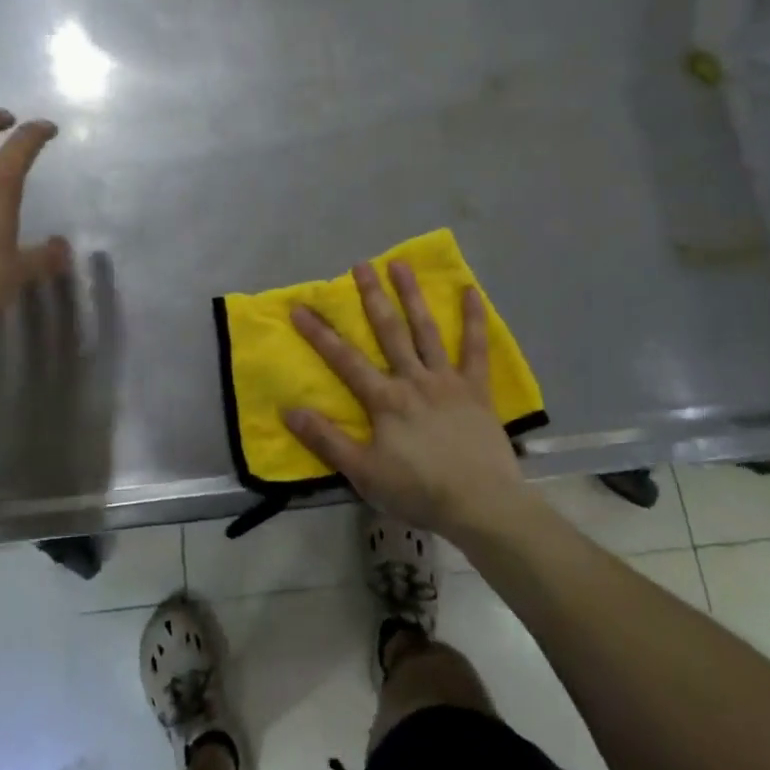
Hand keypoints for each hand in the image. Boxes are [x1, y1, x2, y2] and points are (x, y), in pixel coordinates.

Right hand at [285, 261, 530, 540]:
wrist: (480, 504)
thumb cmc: (418, 490)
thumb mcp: (363, 473)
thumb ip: (327, 439)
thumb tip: (289, 410)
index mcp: (385, 399)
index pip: (344, 359)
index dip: (320, 333)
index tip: (300, 307)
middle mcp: (413, 379)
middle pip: (389, 331)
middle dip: (372, 297)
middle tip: (361, 265)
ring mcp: (447, 381)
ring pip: (426, 330)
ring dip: (413, 296)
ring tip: (401, 264)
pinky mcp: (477, 389)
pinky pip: (476, 349)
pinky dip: (474, 320)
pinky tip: (471, 292)